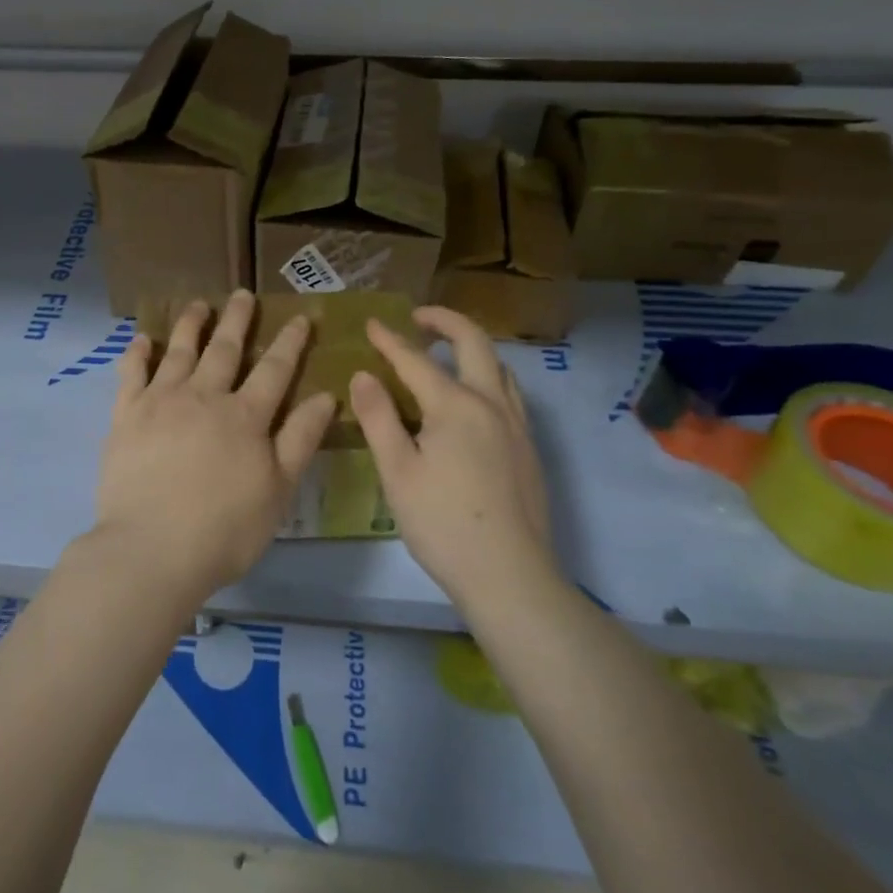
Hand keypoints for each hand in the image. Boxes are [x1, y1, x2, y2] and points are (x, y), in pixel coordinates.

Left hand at [90, 290, 336, 606]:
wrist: (152, 549)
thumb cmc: (225, 529)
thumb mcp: (278, 489)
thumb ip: (300, 439)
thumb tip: (324, 395)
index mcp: (245, 416)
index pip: (274, 369)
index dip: (290, 342)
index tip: (299, 317)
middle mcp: (204, 397)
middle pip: (225, 349)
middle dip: (238, 320)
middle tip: (243, 294)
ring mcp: (161, 402)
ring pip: (179, 352)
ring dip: (191, 325)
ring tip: (198, 304)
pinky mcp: (126, 417)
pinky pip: (131, 374)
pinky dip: (138, 353)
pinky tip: (142, 338)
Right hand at [349, 305, 558, 608]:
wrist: (509, 575)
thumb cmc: (443, 523)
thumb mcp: (397, 471)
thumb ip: (379, 418)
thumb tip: (364, 375)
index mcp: (456, 406)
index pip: (416, 360)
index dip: (390, 340)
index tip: (371, 322)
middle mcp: (492, 404)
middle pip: (475, 344)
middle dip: (445, 322)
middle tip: (419, 317)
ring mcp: (517, 426)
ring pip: (500, 367)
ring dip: (472, 348)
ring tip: (446, 352)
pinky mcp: (528, 449)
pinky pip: (509, 393)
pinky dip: (488, 376)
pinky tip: (473, 400)